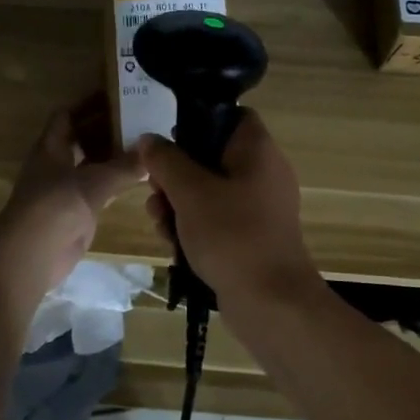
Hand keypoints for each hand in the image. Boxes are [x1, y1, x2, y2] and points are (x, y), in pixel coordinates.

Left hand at [0, 102, 145, 302]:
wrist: (31, 255)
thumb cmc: (55, 207)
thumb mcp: (93, 182)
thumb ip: (123, 168)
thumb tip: (150, 156)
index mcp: (51, 147)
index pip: (67, 115)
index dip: (88, 103)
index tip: (118, 96)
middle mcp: (56, 163)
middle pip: (81, 138)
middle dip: (107, 129)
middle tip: (141, 120)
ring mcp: (65, 188)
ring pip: (92, 164)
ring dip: (113, 156)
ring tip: (145, 146)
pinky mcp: (75, 211)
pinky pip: (99, 189)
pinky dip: (116, 182)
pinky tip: (139, 177)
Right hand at [138, 110, 318, 305]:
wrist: (271, 303)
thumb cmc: (232, 235)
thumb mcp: (190, 193)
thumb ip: (166, 161)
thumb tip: (148, 140)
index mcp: (258, 151)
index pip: (231, 115)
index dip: (197, 121)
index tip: (168, 143)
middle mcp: (263, 173)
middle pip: (212, 156)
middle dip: (176, 175)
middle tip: (156, 192)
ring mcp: (259, 207)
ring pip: (210, 191)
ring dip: (179, 204)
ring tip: (160, 223)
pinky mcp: (252, 236)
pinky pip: (218, 219)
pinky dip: (195, 227)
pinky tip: (173, 245)